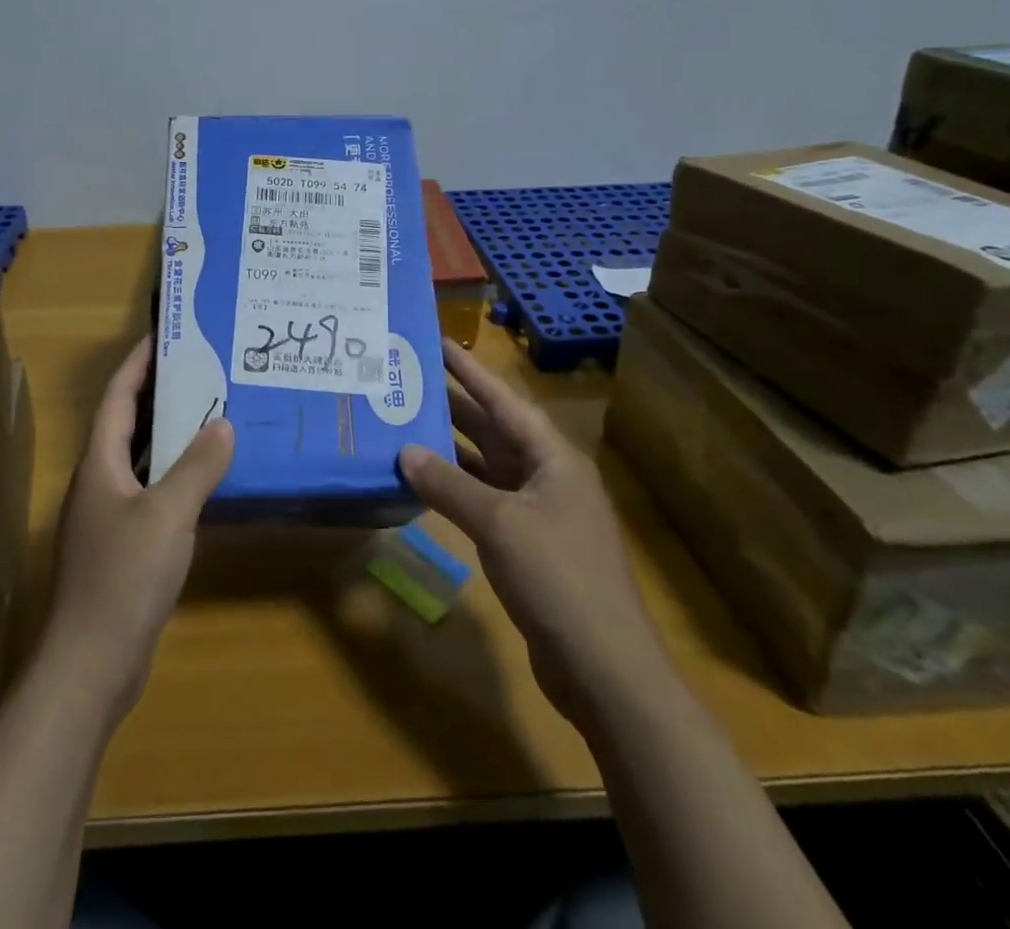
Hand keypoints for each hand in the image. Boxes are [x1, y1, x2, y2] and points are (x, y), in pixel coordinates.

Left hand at [42, 335, 234, 722]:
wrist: (92, 665)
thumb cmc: (123, 578)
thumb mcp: (167, 515)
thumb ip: (197, 467)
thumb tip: (223, 423)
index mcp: (99, 464)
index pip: (117, 396)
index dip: (138, 362)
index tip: (166, 334)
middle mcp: (99, 482)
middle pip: (128, 423)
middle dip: (160, 393)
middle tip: (203, 369)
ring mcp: (109, 516)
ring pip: (142, 459)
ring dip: (171, 435)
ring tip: (212, 412)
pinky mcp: (123, 546)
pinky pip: (152, 493)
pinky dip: (176, 476)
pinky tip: (207, 479)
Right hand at [398, 338, 670, 730]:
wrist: (605, 670)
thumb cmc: (558, 578)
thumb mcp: (499, 524)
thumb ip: (448, 485)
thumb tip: (404, 452)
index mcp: (551, 458)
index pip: (502, 400)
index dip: (469, 370)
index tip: (437, 341)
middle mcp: (546, 476)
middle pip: (493, 429)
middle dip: (452, 404)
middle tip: (407, 380)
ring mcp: (538, 513)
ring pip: (486, 466)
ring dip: (449, 449)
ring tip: (404, 425)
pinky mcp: (527, 546)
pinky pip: (484, 502)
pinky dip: (455, 490)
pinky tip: (423, 486)